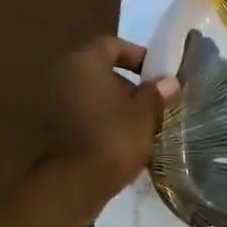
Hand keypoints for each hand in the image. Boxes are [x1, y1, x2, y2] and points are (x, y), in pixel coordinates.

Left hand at [42, 36, 178, 214]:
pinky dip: (105, 121)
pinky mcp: (58, 128)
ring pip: (95, 95)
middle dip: (131, 85)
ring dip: (119, 106)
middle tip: (156, 102)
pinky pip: (87, 115)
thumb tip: (170, 81)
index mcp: (84, 62)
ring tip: (145, 124)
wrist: (77, 182)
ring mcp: (57, 103)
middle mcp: (65, 75)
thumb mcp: (145, 115)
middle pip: (102, 71)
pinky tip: (126, 140)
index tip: (158, 74)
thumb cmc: (114, 138)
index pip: (112, 45)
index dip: (138, 55)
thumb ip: (157, 93)